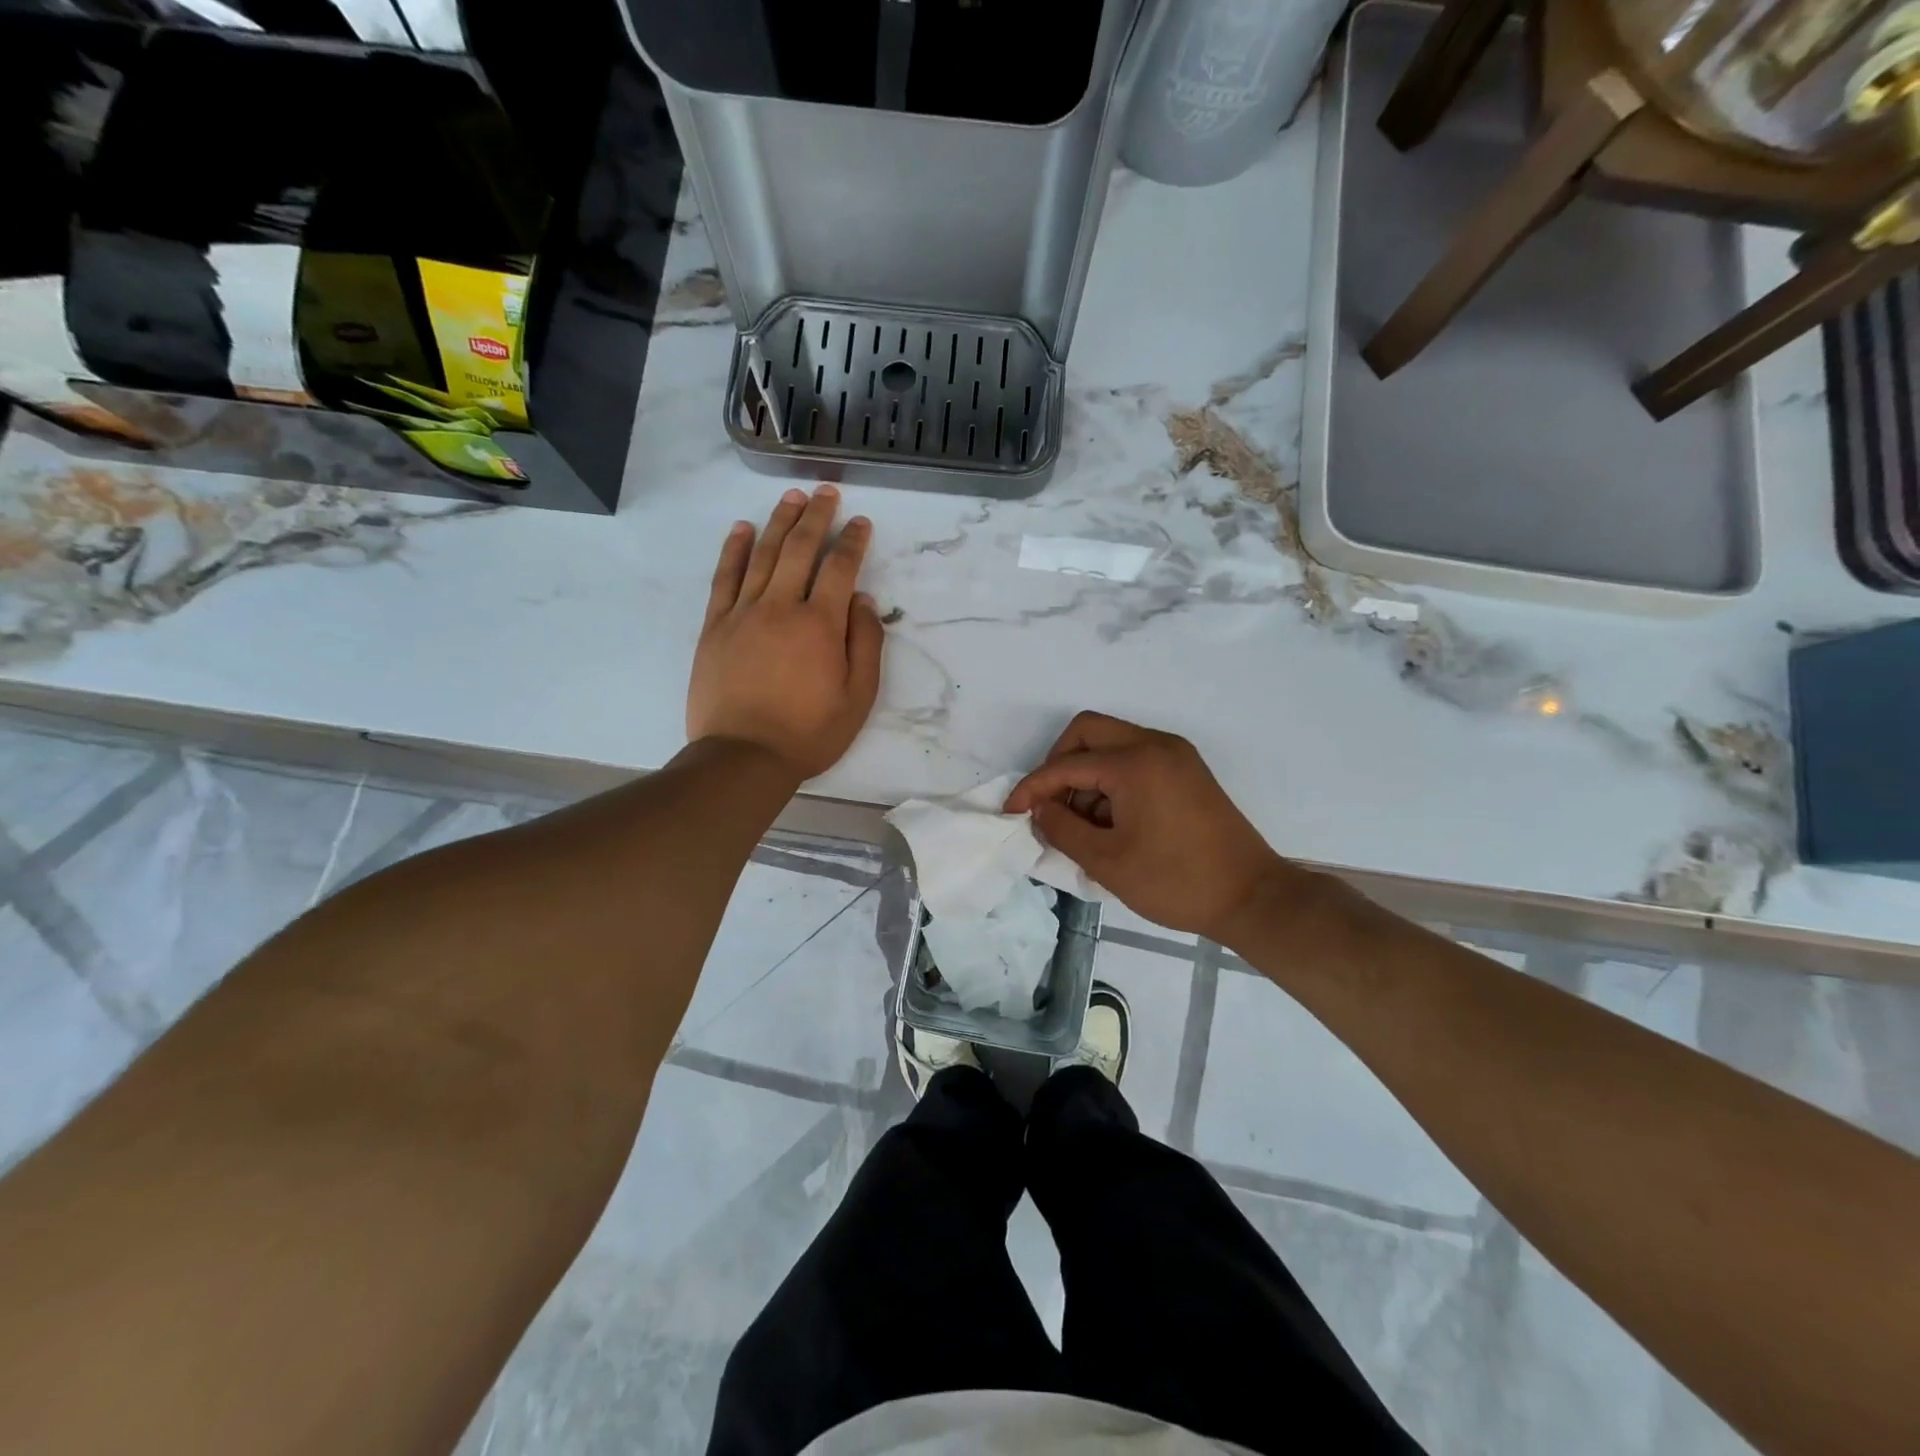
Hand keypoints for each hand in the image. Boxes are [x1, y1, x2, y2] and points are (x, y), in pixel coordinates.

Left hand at [687, 485, 884, 779]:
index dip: (853, 541)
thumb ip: (866, 644)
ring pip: (763, 555)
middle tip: (825, 492)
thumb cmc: (809, 733)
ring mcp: (743, 613)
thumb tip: (862, 599)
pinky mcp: (715, 626)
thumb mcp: (858, 698)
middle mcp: (781, 607)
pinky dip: (734, 550)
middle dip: (817, 516)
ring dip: (779, 521)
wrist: (744, 757)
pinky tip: (742, 529)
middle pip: (800, 549)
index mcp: (821, 624)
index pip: (840, 568)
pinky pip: (725, 578)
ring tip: (792, 497)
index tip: (860, 522)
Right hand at [1004, 712, 1299, 943]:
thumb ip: (1062, 829)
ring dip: (1087, 774)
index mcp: (1135, 762)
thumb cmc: (1175, 881)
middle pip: (1088, 732)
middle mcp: (1155, 745)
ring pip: (1111, 743)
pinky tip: (1110, 821)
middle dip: (1058, 765)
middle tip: (1050, 806)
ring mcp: (1175, 754)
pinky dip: (1112, 780)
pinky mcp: (1187, 770)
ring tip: (1083, 825)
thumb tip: (1039, 810)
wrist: (1252, 897)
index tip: (1011, 813)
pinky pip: (1135, 758)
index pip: (1066, 764)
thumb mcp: (1107, 861)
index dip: (1032, 788)